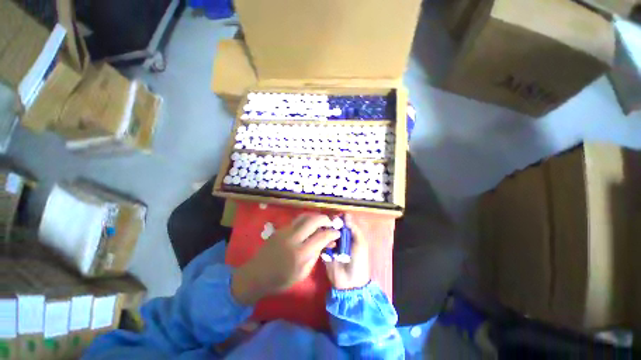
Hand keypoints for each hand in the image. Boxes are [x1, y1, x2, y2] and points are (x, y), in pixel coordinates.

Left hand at [232, 213, 339, 305]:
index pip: (321, 237)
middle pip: (313, 220)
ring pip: (304, 216)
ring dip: (315, 217)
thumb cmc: (281, 280)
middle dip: (325, 219)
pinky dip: (306, 220)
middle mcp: (293, 238)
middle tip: (331, 223)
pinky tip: (309, 227)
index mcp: (300, 253)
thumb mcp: (303, 272)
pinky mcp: (280, 229)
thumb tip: (327, 242)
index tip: (338, 233)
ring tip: (321, 223)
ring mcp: (285, 231)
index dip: (332, 233)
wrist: (256, 276)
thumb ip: (316, 254)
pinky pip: (297, 220)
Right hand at [325, 214, 370, 289]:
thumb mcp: (361, 244)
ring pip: (326, 233)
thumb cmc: (359, 261)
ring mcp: (331, 244)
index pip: (343, 222)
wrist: (350, 282)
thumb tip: (346, 214)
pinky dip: (322, 241)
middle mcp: (340, 238)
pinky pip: (321, 242)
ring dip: (326, 232)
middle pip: (333, 226)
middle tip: (329, 224)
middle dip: (331, 224)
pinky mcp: (324, 251)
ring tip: (328, 234)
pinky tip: (325, 243)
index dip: (339, 218)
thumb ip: (354, 229)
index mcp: (349, 235)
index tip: (336, 216)